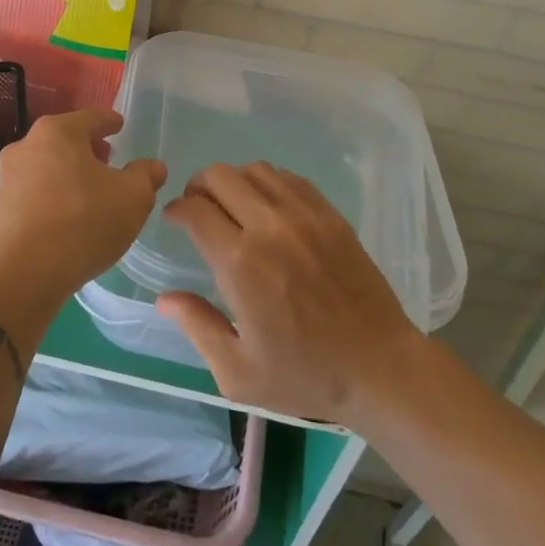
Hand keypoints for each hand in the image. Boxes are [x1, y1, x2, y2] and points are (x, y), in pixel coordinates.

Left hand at [0, 109, 165, 300]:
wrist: (26, 275)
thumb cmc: (84, 222)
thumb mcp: (133, 197)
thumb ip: (145, 176)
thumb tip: (152, 167)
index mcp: (57, 133)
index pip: (90, 118)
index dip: (108, 122)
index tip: (119, 125)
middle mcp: (26, 147)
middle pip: (63, 140)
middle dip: (86, 148)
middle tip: (107, 159)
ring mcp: (7, 180)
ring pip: (45, 167)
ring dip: (67, 174)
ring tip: (89, 192)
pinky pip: (33, 194)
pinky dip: (51, 197)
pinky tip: (67, 217)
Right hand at [156, 163, 425, 422]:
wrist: (379, 366)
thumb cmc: (305, 375)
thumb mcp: (238, 372)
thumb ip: (198, 327)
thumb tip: (165, 299)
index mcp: (241, 264)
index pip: (196, 210)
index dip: (177, 209)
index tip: (173, 219)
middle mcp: (270, 227)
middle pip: (221, 176)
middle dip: (199, 187)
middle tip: (198, 209)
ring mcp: (305, 216)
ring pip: (256, 169)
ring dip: (234, 181)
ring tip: (232, 206)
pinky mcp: (331, 215)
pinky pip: (290, 178)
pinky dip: (269, 182)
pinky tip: (268, 207)